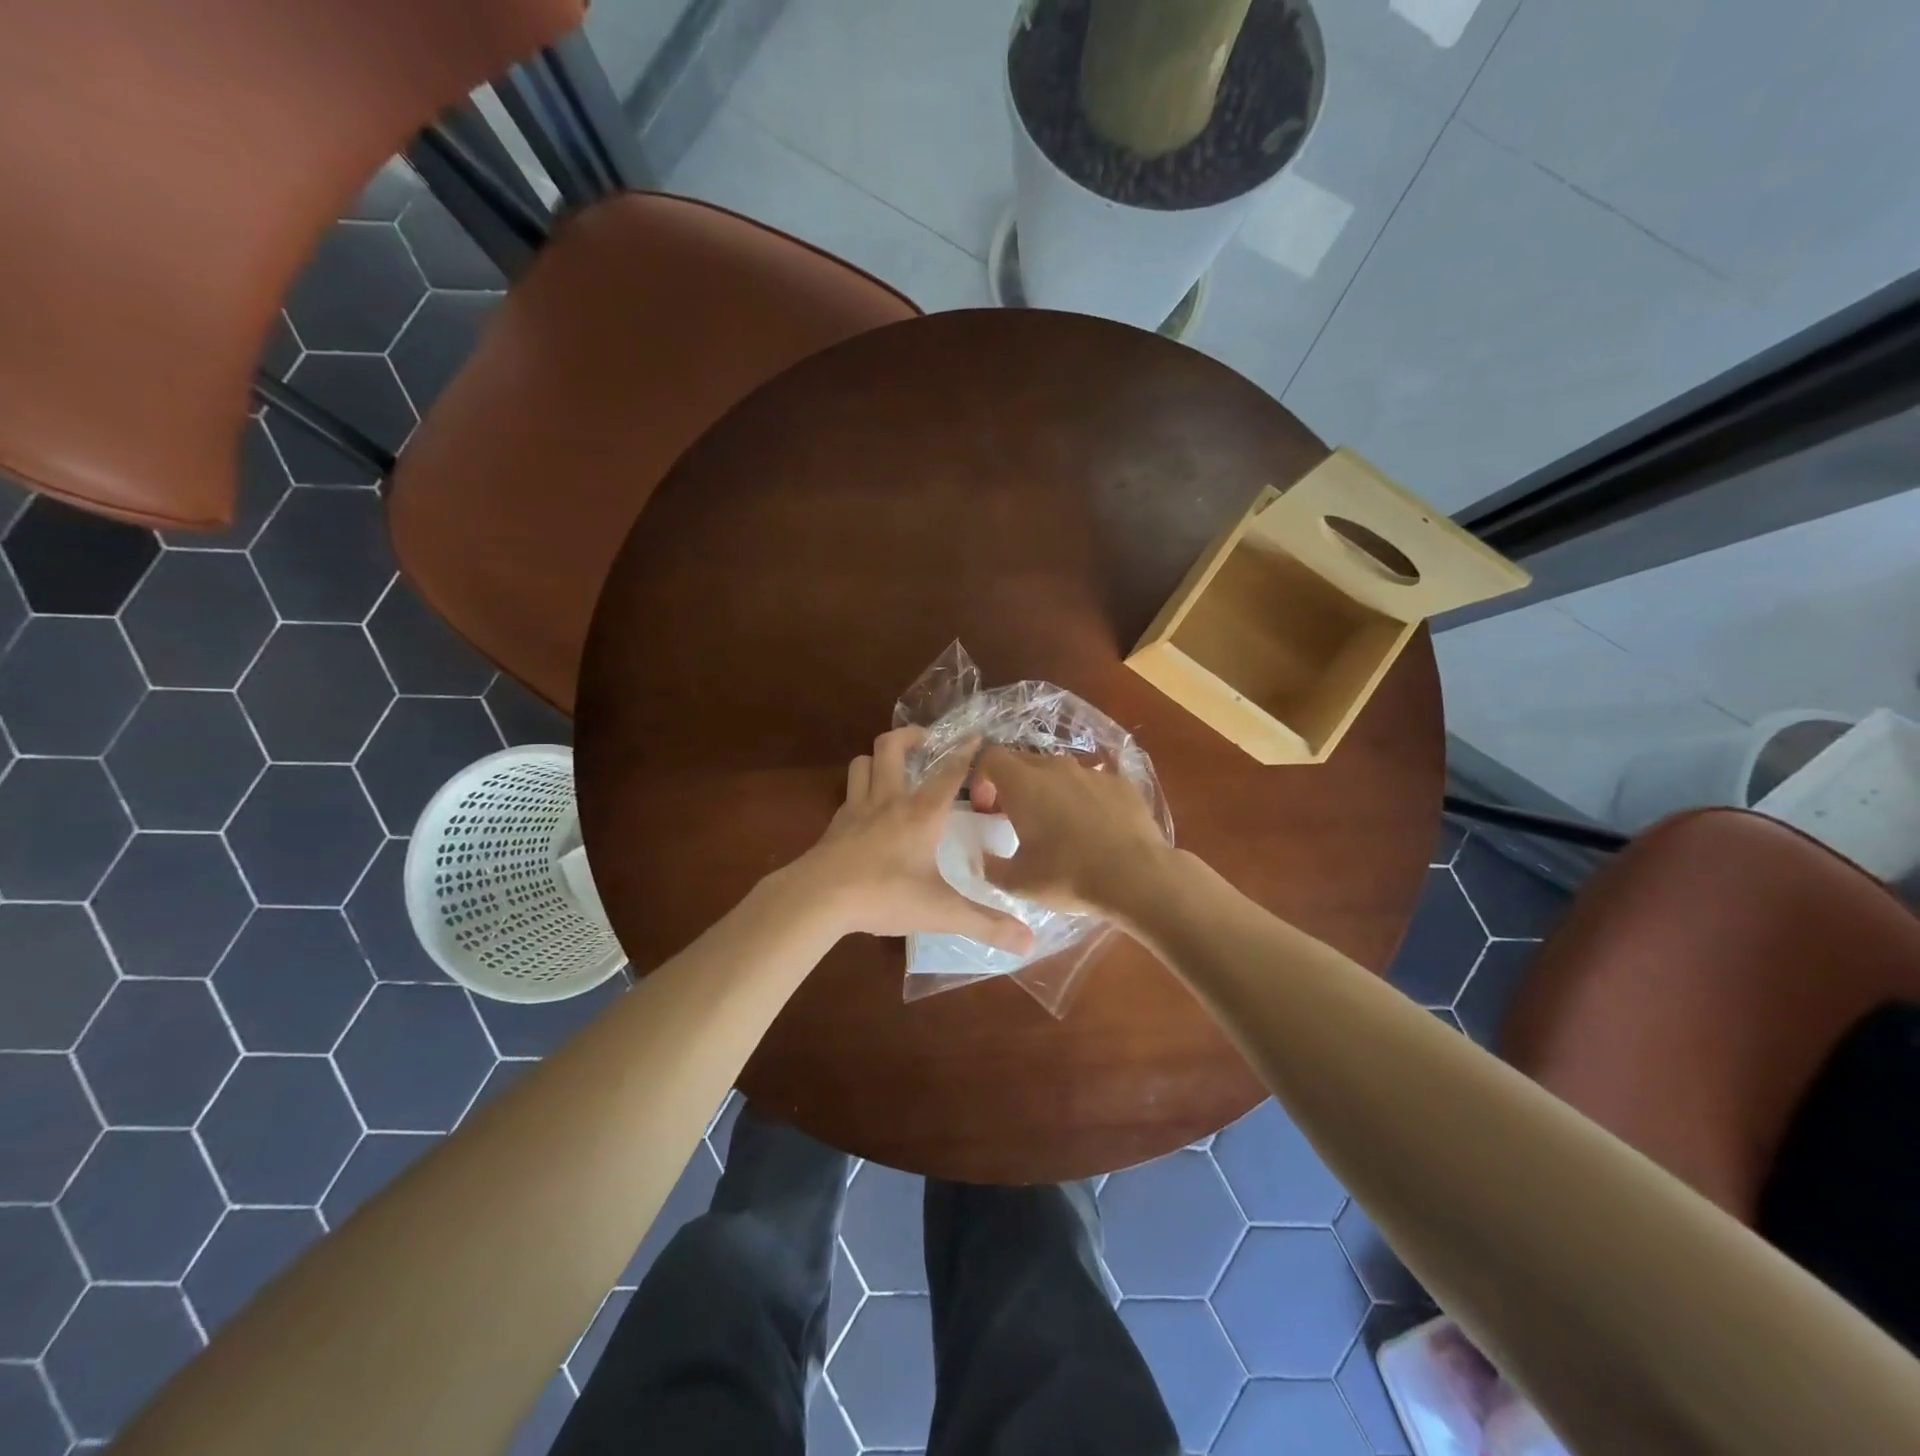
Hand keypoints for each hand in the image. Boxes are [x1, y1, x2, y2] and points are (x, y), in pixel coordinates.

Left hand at [798, 729, 1034, 953]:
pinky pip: (848, 793)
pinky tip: (867, 810)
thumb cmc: (884, 895)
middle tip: (926, 740)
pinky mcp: (834, 825)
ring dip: (878, 758)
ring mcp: (856, 809)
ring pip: (862, 763)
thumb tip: (1029, 942)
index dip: (965, 752)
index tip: (976, 736)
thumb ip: (984, 923)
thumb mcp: (940, 912)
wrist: (818, 898)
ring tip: (893, 767)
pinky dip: (860, 790)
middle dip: (910, 736)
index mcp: (921, 813)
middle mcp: (889, 800)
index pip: (949, 773)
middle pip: (891, 747)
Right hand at [967, 746, 1173, 918]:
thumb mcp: (1018, 882)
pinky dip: (1083, 799)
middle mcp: (1056, 767)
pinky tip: (1093, 830)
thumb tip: (983, 858)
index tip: (988, 810)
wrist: (1137, 877)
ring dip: (1049, 791)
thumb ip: (991, 866)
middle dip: (1013, 785)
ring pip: (1059, 772)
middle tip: (1016, 819)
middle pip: (1023, 761)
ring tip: (1057, 826)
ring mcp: (1092, 772)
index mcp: (1023, 783)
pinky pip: (1091, 784)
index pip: (990, 757)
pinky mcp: (1121, 783)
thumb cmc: (1068, 875)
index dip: (981, 779)